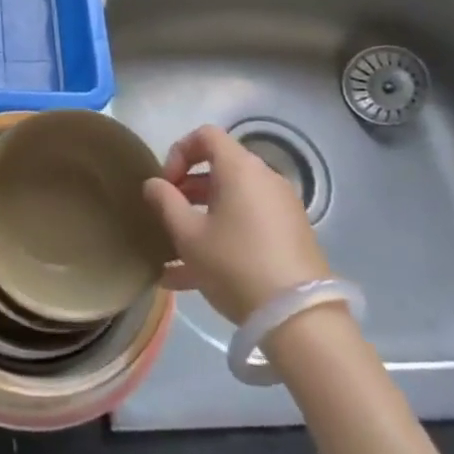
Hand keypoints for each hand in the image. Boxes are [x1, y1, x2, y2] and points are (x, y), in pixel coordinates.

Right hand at [143, 125, 330, 325]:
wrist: (299, 318)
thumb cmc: (235, 264)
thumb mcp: (188, 235)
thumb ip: (165, 202)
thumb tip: (154, 184)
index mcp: (240, 169)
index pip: (205, 135)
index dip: (178, 152)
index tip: (166, 184)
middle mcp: (265, 179)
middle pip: (220, 169)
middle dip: (187, 189)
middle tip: (168, 216)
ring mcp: (282, 209)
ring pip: (232, 201)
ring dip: (201, 217)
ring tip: (173, 251)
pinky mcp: (291, 237)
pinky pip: (248, 224)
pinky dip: (223, 236)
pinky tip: (192, 277)